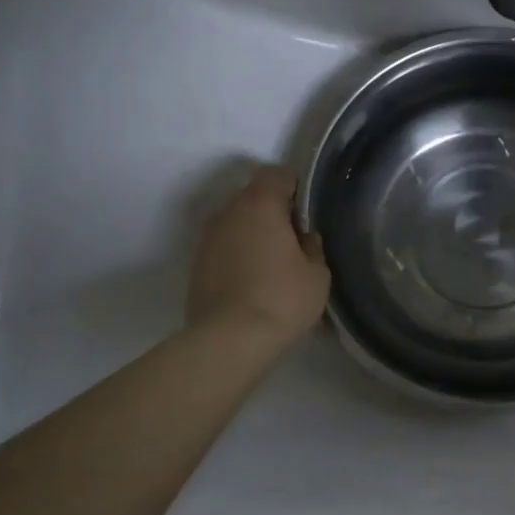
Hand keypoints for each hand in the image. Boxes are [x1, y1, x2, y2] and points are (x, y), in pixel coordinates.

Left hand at [187, 165, 329, 345]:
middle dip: (274, 214)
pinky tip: (254, 286)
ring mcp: (207, 239)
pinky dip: (239, 258)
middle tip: (295, 244)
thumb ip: (313, 248)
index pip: (276, 174)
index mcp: (259, 205)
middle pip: (253, 198)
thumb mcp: (318, 275)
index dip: (295, 188)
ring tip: (274, 269)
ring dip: (254, 237)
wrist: (229, 340)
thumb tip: (304, 239)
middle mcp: (227, 213)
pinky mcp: (197, 266)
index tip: (307, 214)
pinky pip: (225, 250)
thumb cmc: (282, 300)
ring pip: (237, 225)